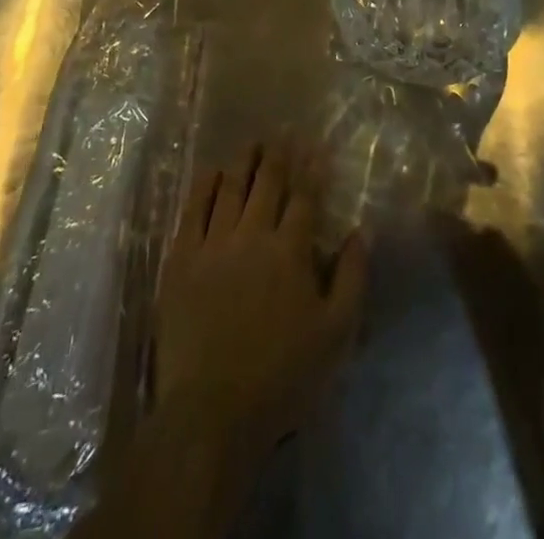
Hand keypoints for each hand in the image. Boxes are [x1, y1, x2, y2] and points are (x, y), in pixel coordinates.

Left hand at [155, 144, 366, 460]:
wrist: (211, 412)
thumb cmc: (282, 376)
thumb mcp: (336, 334)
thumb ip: (353, 277)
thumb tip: (361, 230)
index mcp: (290, 250)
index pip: (304, 196)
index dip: (311, 167)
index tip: (315, 144)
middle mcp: (253, 235)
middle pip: (267, 182)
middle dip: (277, 154)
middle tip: (281, 131)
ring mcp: (213, 245)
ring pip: (231, 188)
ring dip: (243, 161)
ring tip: (251, 141)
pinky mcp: (181, 261)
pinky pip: (193, 211)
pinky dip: (205, 186)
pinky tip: (212, 172)